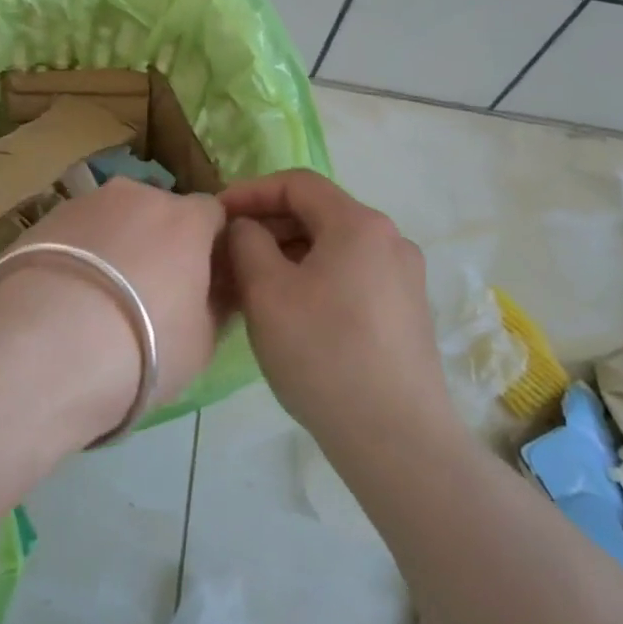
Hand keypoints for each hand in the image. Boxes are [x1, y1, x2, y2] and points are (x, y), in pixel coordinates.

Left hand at [0, 179, 227, 436]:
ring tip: (98, 299)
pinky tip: (64, 297)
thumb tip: (220, 288)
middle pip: (160, 212)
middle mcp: (136, 195)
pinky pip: (74, 234)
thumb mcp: (203, 342)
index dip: (211, 246)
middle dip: (161, 243)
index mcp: (186, 218)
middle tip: (150, 294)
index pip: (213, 215)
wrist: (44, 350)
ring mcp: (84, 202)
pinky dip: (78, 255)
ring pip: (113, 220)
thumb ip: (217, 304)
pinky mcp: (41, 220)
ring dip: (116, 246)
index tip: (203, 281)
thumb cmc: (143, 348)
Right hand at [220, 170, 456, 446]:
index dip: (250, 192)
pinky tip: (291, 312)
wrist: (396, 439)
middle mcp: (390, 240)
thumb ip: (246, 242)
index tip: (216, 215)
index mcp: (359, 224)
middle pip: (318, 214)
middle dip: (268, 226)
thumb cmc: (323, 353)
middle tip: (228, 253)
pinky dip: (315, 278)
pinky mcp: (407, 313)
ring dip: (289, 255)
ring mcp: (404, 278)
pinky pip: (351, 276)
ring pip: (334, 248)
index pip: (297, 184)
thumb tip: (245, 228)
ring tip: (252, 285)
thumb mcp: (266, 291)